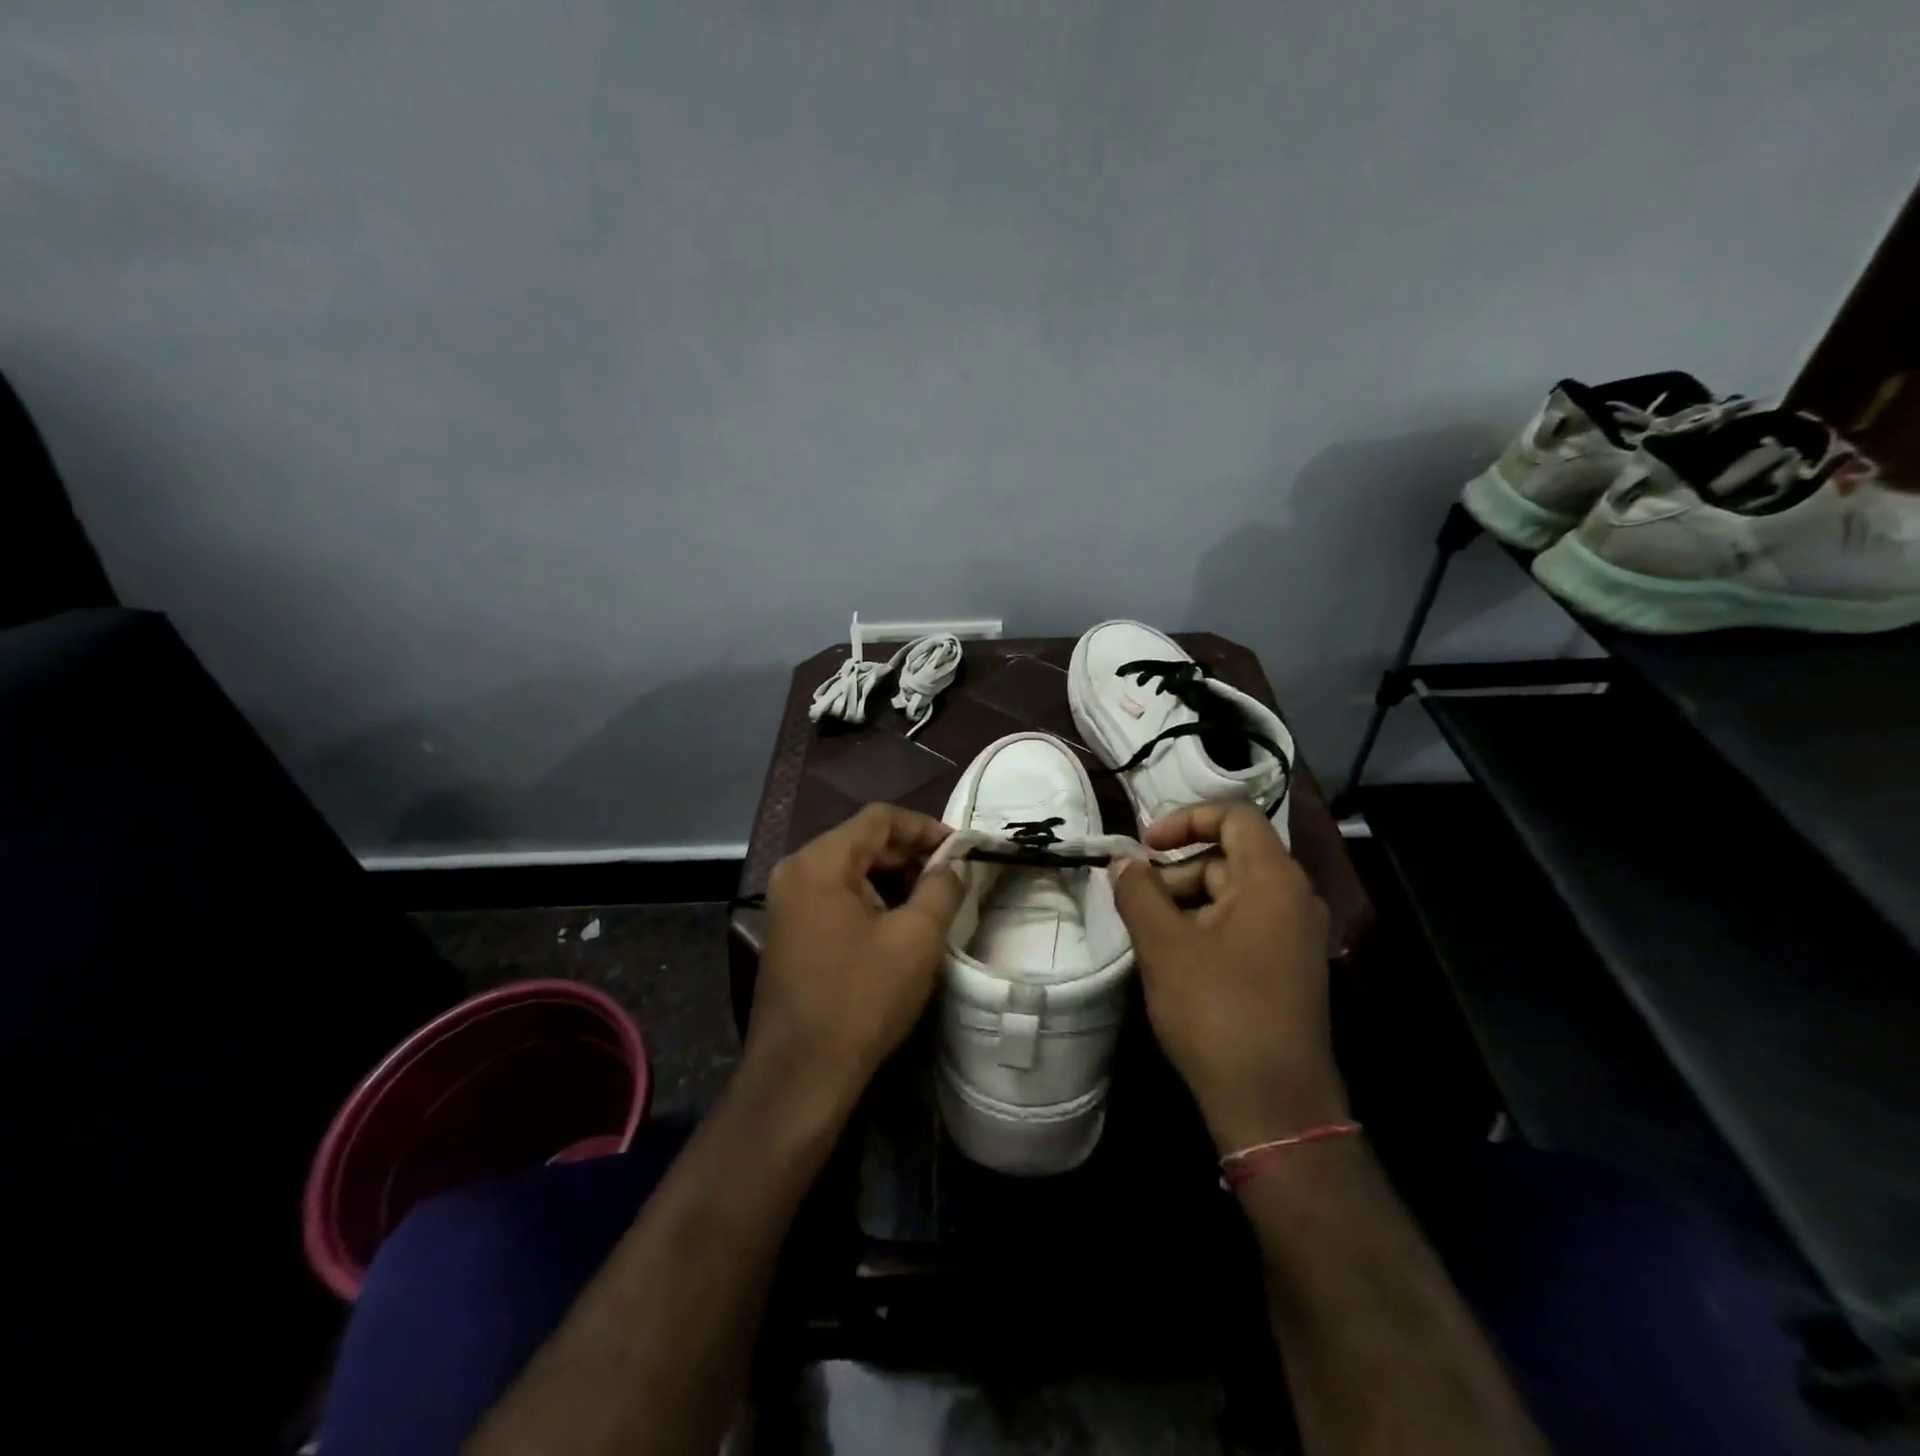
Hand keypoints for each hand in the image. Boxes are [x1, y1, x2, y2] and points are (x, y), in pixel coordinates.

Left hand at [746, 804, 965, 1118]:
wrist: (800, 1076)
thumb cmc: (861, 1000)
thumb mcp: (915, 940)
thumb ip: (942, 888)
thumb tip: (954, 865)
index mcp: (820, 862)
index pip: (879, 818)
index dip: (925, 827)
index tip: (960, 849)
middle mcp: (796, 871)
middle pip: (862, 840)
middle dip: (910, 853)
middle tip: (952, 876)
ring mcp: (788, 902)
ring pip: (851, 869)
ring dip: (893, 878)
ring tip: (933, 901)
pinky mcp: (791, 930)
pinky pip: (837, 895)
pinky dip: (872, 899)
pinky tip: (900, 924)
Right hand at [1111, 801, 1346, 1152]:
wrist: (1273, 1104)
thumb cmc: (1217, 1011)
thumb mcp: (1164, 945)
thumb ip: (1138, 892)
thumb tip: (1122, 862)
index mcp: (1273, 880)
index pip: (1234, 816)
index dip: (1185, 819)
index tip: (1145, 846)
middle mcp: (1293, 898)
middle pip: (1229, 856)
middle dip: (1178, 871)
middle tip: (1136, 900)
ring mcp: (1295, 936)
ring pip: (1233, 894)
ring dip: (1187, 902)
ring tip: (1149, 934)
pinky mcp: (1288, 967)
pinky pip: (1243, 925)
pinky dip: (1206, 926)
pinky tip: (1175, 957)